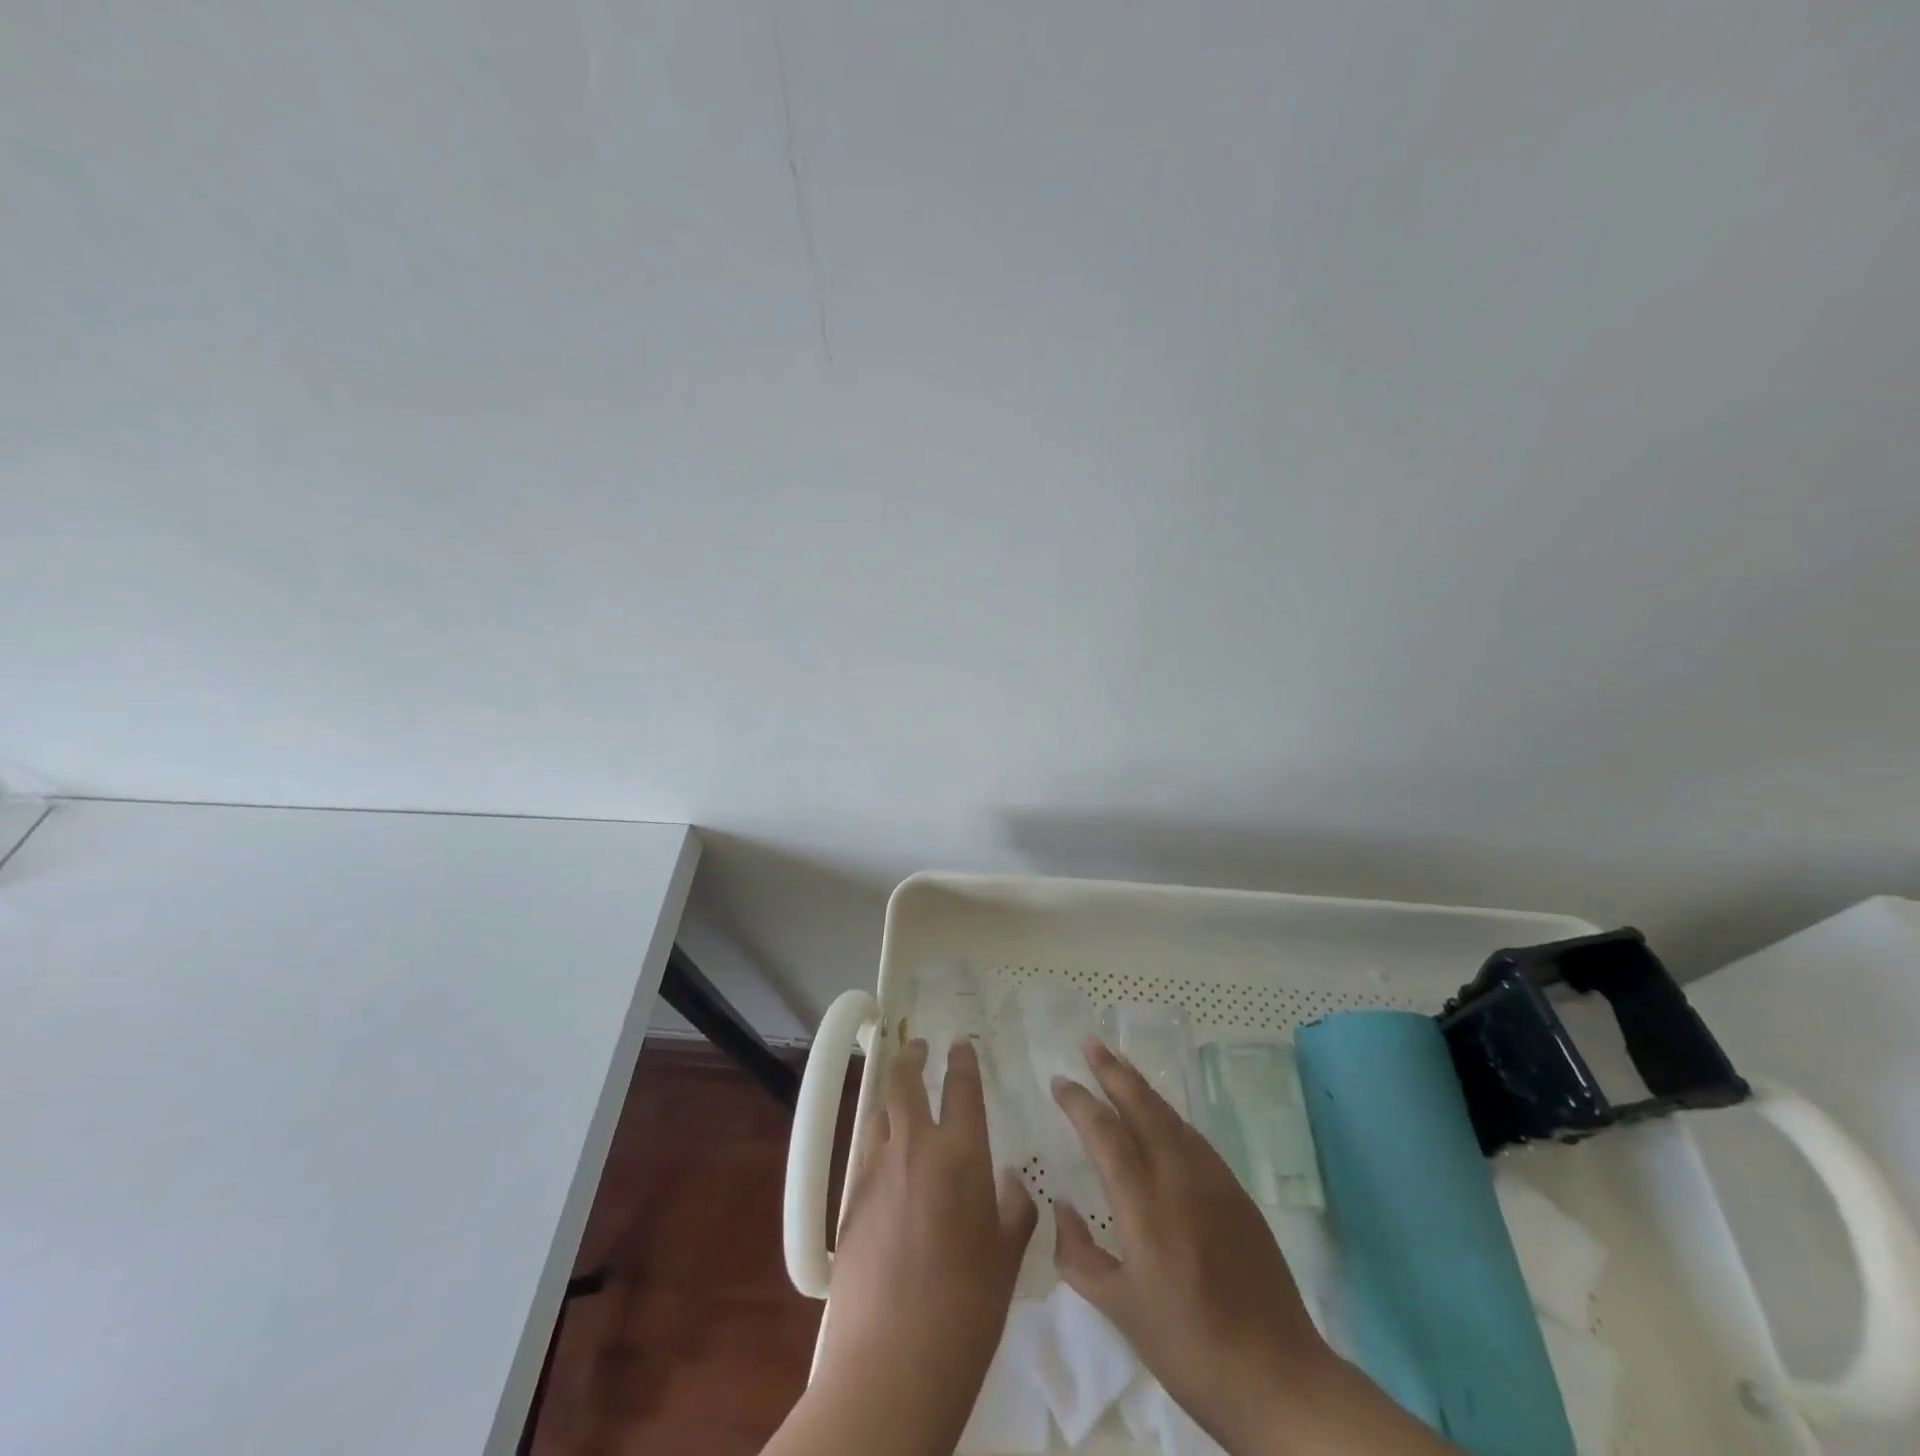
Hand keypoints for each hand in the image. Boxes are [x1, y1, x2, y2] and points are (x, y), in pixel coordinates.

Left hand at [797, 1037, 1036, 1455]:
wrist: (892, 1363)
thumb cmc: (968, 1309)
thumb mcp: (1007, 1258)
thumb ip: (1014, 1209)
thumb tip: (1009, 1181)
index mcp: (960, 1154)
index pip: (962, 1088)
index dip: (962, 1061)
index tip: (961, 1043)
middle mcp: (914, 1147)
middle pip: (905, 1082)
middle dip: (912, 1056)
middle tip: (918, 1046)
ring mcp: (876, 1171)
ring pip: (878, 1113)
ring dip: (890, 1101)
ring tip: (900, 1106)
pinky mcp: (849, 1201)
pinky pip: (864, 1153)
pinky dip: (877, 1143)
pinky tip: (886, 1164)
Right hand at [1051, 1039, 1455, 1455]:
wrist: (1278, 1378)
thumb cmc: (1188, 1347)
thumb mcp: (1121, 1310)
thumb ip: (1079, 1255)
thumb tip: (1060, 1207)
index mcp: (1144, 1204)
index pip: (1104, 1133)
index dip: (1079, 1101)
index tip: (1059, 1081)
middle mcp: (1178, 1178)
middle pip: (1142, 1106)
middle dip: (1113, 1071)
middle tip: (1091, 1043)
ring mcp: (1214, 1181)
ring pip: (1171, 1116)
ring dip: (1141, 1087)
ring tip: (1119, 1066)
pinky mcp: (1238, 1194)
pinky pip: (1194, 1138)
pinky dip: (1169, 1116)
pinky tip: (1162, 1118)